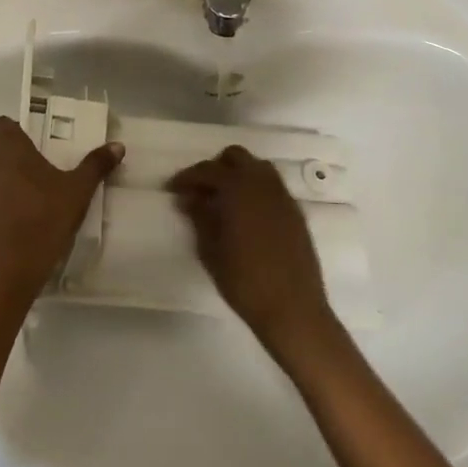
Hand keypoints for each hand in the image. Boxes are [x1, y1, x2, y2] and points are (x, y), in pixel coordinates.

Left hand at [0, 116, 121, 299]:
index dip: (16, 131)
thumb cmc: (44, 219)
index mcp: (8, 150)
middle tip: (40, 173)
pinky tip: (16, 225)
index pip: (2, 125)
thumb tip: (117, 145)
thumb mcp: (78, 191)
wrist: (9, 272)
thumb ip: (96, 165)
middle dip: (13, 159)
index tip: (35, 144)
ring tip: (28, 201)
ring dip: (2, 184)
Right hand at [167, 146, 336, 355]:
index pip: (207, 170)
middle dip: (215, 168)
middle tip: (199, 191)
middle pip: (236, 158)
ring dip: (238, 176)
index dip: (187, 177)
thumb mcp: (211, 250)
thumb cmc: (245, 281)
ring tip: (222, 201)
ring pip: (257, 168)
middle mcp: (263, 183)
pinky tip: (245, 215)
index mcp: (239, 188)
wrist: (293, 308)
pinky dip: (255, 190)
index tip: (172, 189)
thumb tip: (190, 197)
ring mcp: (282, 196)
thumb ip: (200, 217)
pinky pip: (271, 187)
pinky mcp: (295, 212)